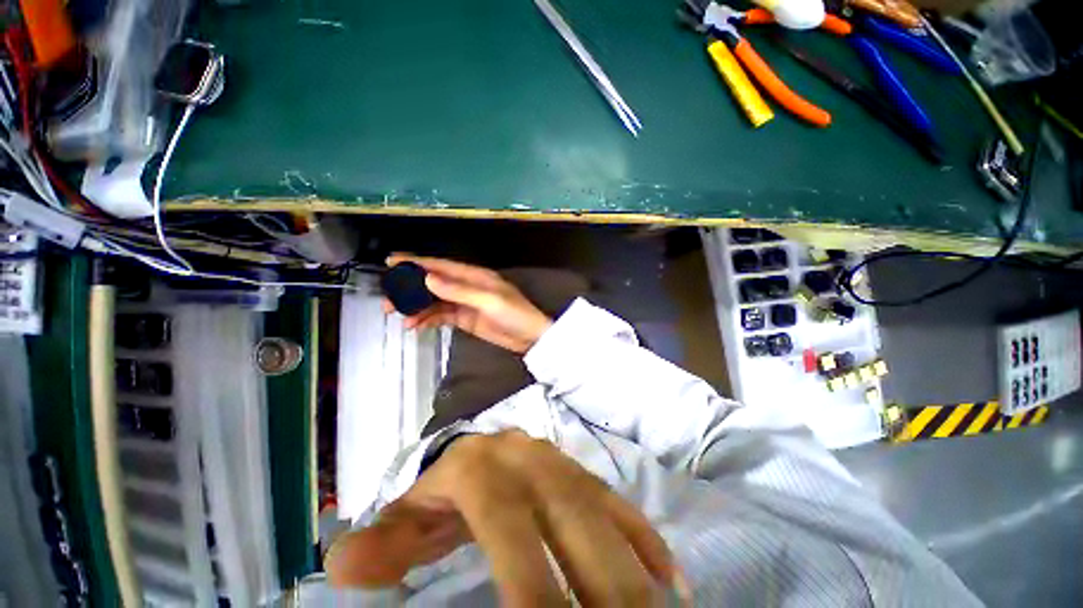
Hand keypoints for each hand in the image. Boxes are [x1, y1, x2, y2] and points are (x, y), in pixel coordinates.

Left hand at [325, 431, 689, 605]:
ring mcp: (565, 466)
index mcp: (487, 474)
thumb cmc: (448, 482)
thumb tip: (342, 570)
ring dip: (633, 575)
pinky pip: (621, 505)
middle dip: (603, 594)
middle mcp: (534, 465)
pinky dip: (647, 541)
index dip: (536, 595)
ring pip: (605, 518)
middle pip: (574, 530)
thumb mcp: (411, 510)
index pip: (513, 540)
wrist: (483, 442)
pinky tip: (672, 581)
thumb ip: (383, 541)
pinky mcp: (586, 473)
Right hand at [385, 254, 553, 353]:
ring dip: (416, 308)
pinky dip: (428, 319)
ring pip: (435, 301)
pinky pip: (441, 316)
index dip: (417, 262)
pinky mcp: (465, 319)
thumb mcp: (489, 301)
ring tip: (398, 316)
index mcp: (475, 276)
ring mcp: (465, 303)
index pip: (442, 266)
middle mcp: (467, 286)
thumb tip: (428, 278)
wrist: (530, 338)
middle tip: (389, 299)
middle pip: (434, 284)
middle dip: (411, 289)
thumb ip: (459, 291)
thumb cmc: (516, 315)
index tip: (392, 262)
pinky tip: (415, 325)